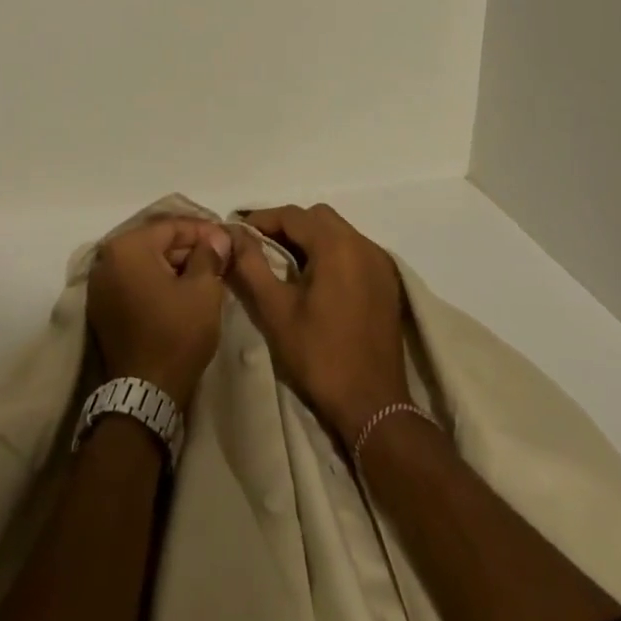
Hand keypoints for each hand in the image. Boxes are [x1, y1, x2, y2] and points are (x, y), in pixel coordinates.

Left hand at [87, 217, 231, 410]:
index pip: (171, 226)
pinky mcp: (102, 306)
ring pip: (145, 262)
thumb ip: (209, 255)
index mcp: (127, 247)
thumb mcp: (203, 290)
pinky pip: (134, 281)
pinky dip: (157, 281)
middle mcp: (106, 258)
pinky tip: (182, 290)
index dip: (203, 230)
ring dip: (174, 264)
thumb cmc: (176, 333)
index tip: (227, 239)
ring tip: (206, 273)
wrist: (145, 392)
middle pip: (155, 242)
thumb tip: (217, 236)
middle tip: (219, 257)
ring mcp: (100, 284)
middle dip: (188, 247)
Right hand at [228, 204, 410, 445]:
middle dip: (286, 226)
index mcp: (337, 247)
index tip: (238, 235)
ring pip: (337, 232)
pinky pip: (353, 250)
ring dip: (309, 239)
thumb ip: (252, 265)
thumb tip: (233, 234)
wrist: (372, 405)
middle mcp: (363, 245)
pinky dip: (330, 253)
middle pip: (318, 217)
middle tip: (260, 248)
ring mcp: (380, 263)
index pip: (293, 215)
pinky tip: (314, 280)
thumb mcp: (275, 309)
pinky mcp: (387, 282)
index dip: (261, 220)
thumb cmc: (319, 356)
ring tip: (284, 264)